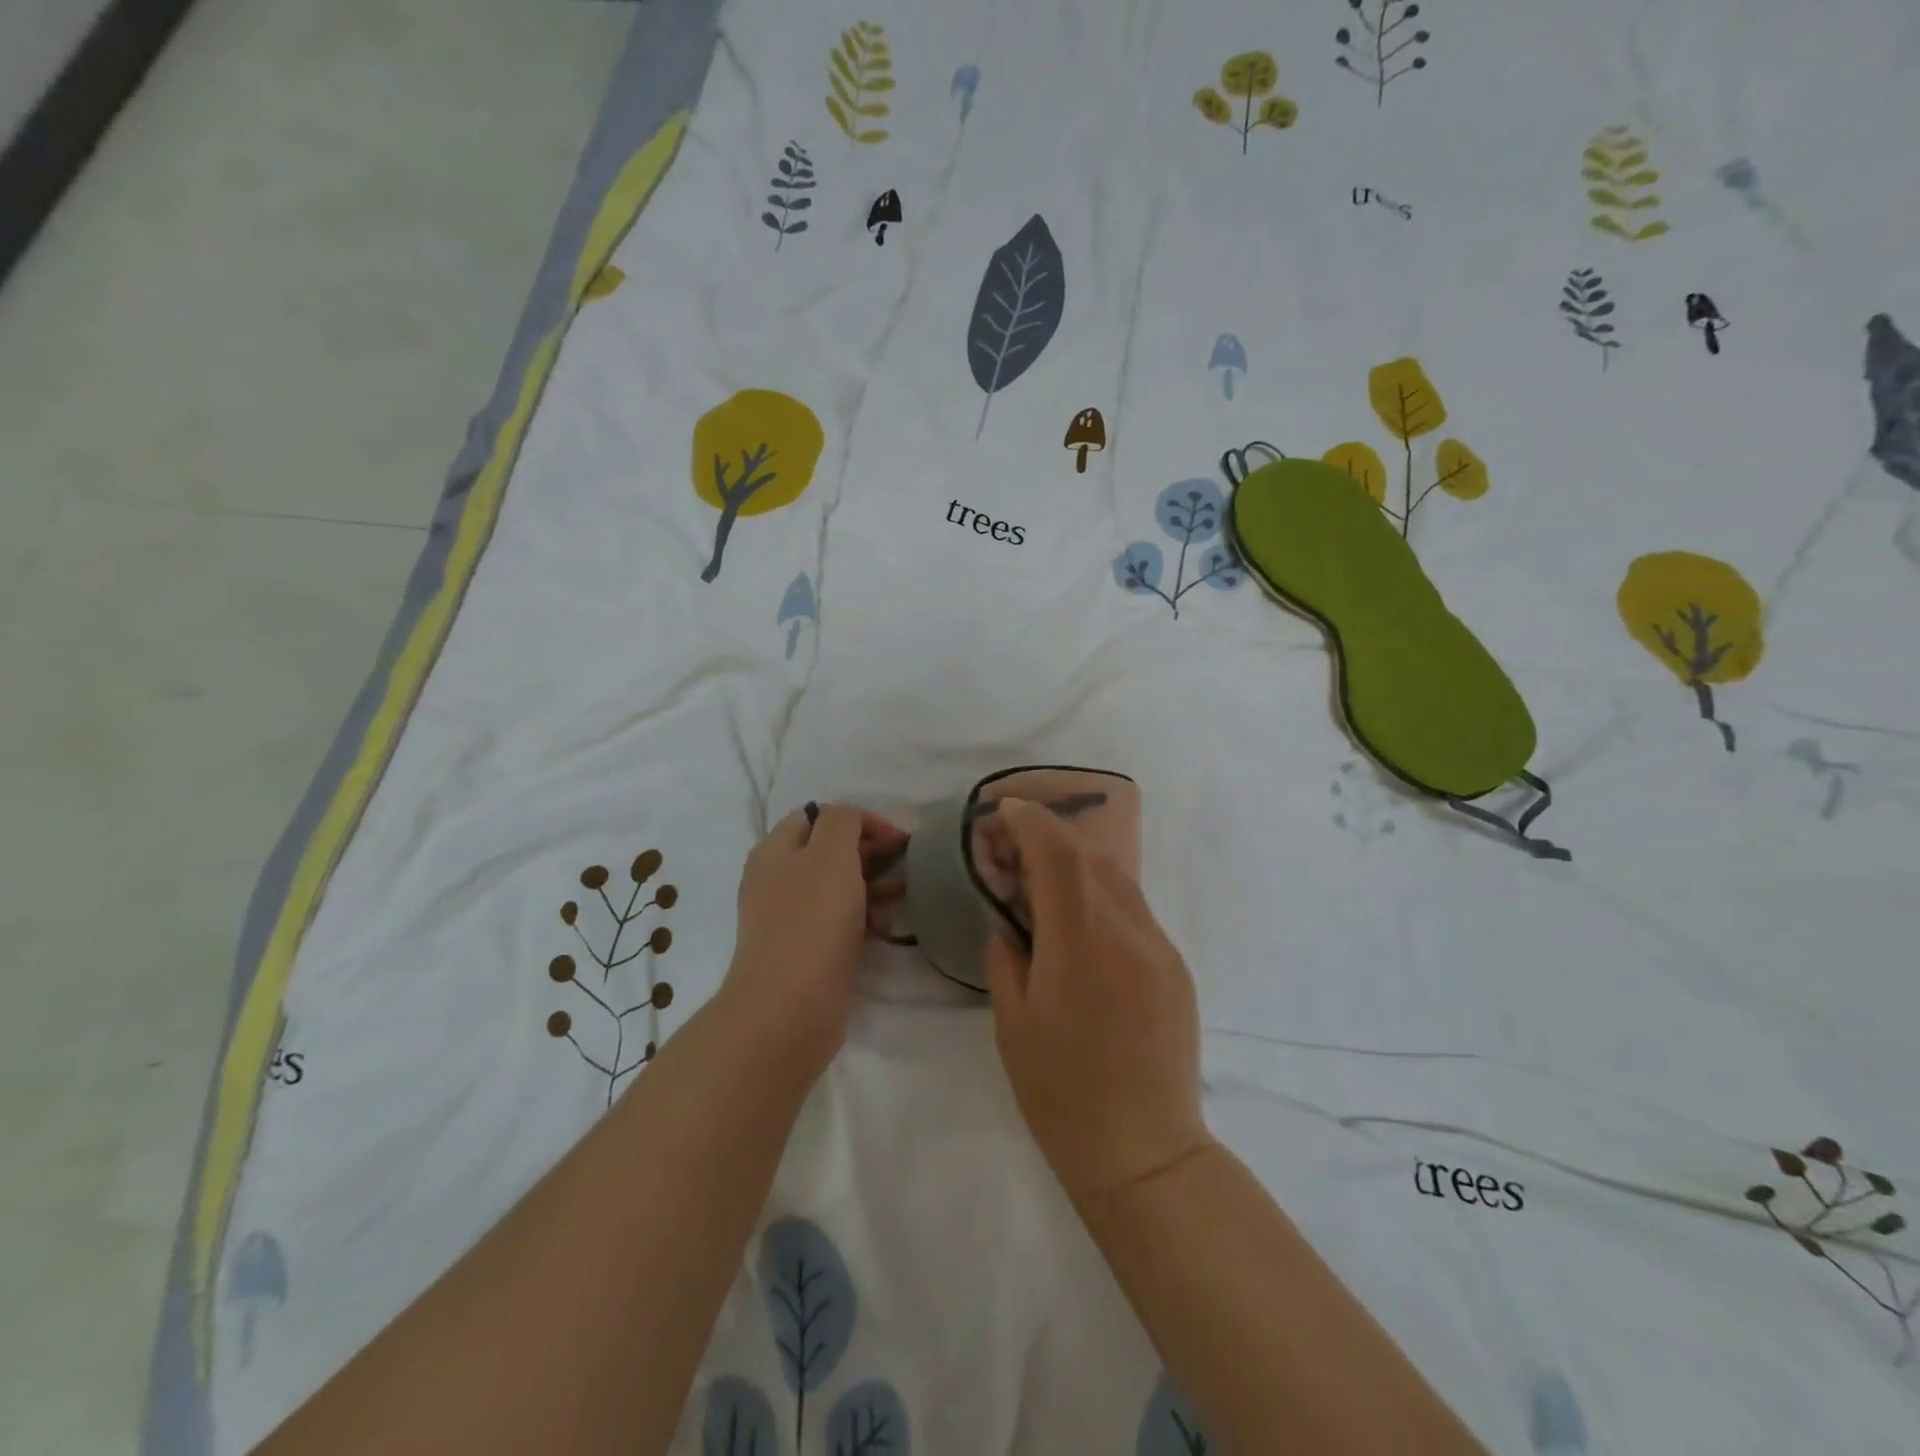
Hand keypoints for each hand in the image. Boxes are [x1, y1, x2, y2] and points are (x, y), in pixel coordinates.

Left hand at [719, 803, 907, 1077]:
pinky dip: (863, 918)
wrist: (788, 1009)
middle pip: (827, 851)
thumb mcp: (831, 854)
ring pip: (836, 888)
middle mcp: (776, 880)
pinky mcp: (803, 952)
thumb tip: (852, 821)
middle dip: (870, 852)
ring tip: (905, 895)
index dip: (860, 819)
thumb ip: (843, 822)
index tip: (898, 839)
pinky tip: (887, 928)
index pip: (819, 815)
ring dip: (872, 885)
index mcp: (775, 850)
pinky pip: (837, 922)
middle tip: (906, 865)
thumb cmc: (811, 922)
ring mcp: (788, 919)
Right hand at [979, 798, 1213, 1206]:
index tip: (1003, 812)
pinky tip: (1080, 929)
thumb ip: (1006, 954)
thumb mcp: (1012, 1021)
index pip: (1057, 853)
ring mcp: (1159, 946)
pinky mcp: (1176, 967)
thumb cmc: (1061, 1092)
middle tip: (1013, 856)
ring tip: (1044, 890)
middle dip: (1049, 840)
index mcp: (1080, 941)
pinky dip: (1101, 898)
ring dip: (1077, 867)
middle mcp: (1127, 930)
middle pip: (1089, 856)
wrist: (1144, 1152)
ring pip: (1117, 879)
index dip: (1029, 821)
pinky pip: (1134, 911)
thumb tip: (1009, 919)